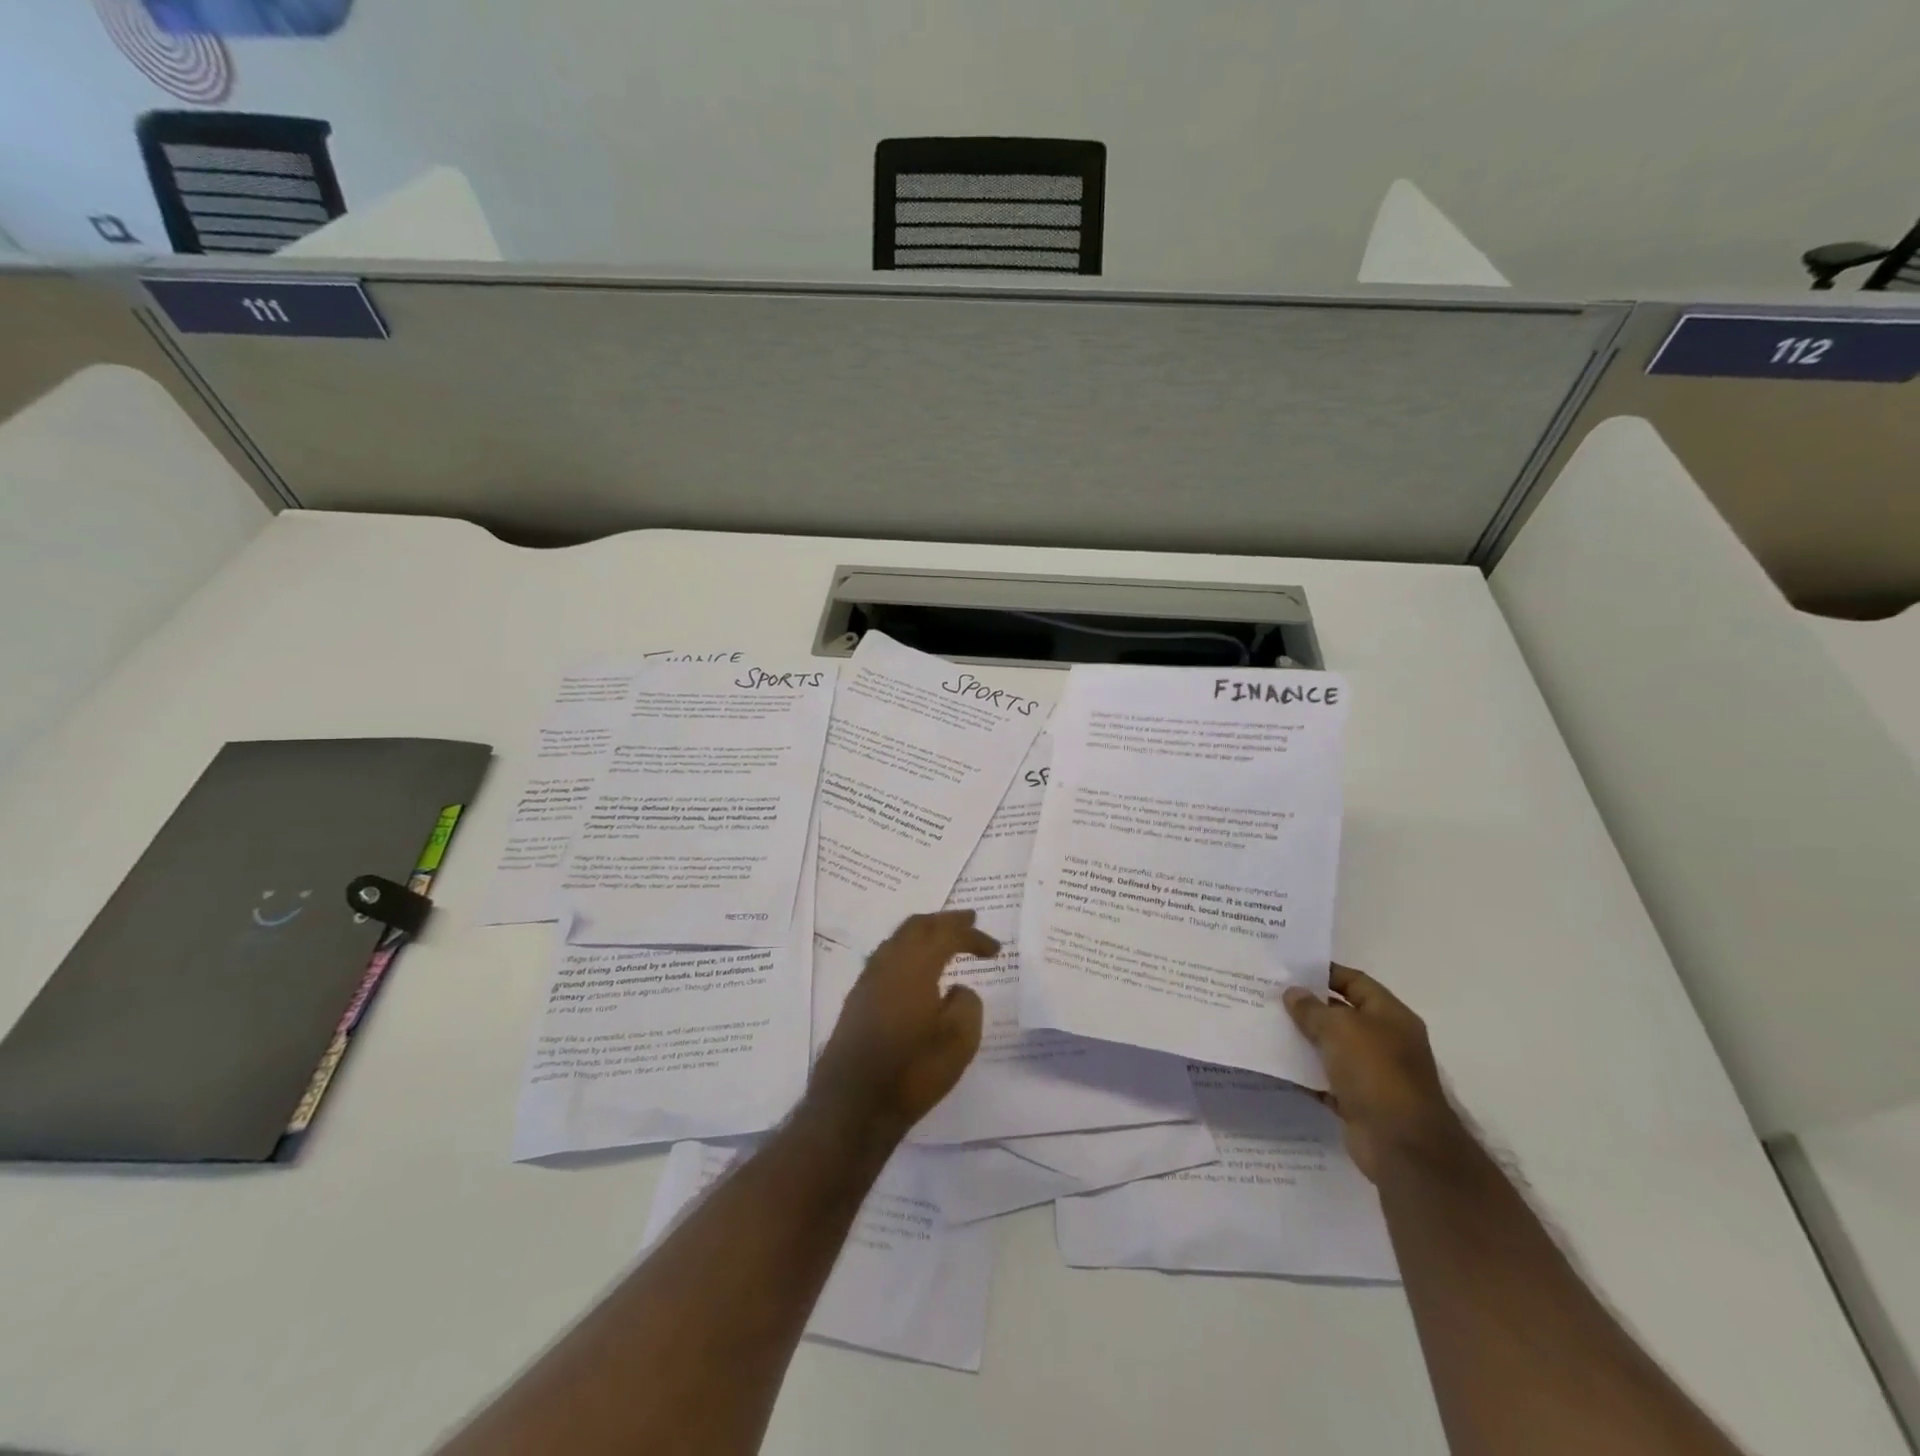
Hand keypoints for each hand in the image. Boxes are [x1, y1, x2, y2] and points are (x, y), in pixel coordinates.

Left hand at [808, 910, 997, 1143]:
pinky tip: (916, 969)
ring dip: (923, 933)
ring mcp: (867, 980)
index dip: (973, 936)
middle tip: (969, 919)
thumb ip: (967, 1004)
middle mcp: (888, 963)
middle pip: (917, 926)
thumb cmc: (912, 1072)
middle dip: (945, 920)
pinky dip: (907, 951)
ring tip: (943, 937)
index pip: (947, 935)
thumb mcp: (959, 1041)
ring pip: (897, 939)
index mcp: (915, 965)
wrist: (852, 1106)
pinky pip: (886, 957)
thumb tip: (957, 990)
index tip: (995, 949)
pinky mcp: (857, 999)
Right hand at [1283, 964, 1463, 1182]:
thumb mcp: (1339, 1028)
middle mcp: (1386, 1041)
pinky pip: (1326, 1080)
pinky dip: (1305, 1073)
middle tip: (1270, 995)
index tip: (1291, 968)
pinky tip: (1277, 1064)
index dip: (1326, 972)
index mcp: (1390, 1016)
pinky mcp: (1359, 1102)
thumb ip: (1312, 1008)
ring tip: (1268, 1025)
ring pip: (1332, 1048)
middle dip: (1309, 1006)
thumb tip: (1293, 994)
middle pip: (1342, 1014)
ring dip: (1304, 1039)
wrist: (1401, 1144)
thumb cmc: (1375, 1072)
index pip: (1356, 982)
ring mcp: (1373, 1074)